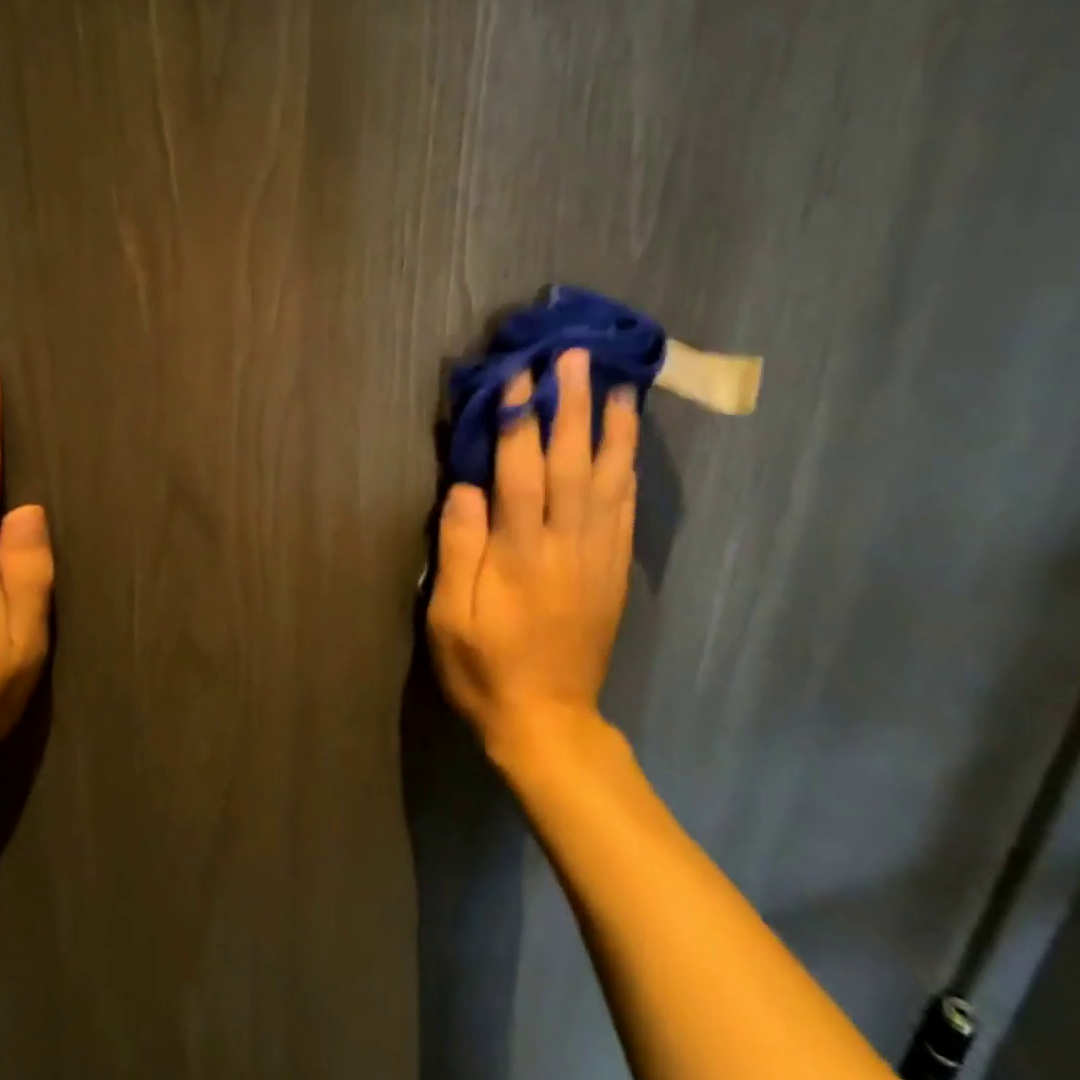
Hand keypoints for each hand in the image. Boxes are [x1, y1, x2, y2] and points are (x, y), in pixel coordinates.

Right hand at [427, 349, 638, 756]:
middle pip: (571, 462)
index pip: (521, 470)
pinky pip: (626, 512)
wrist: (547, 722)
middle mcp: (567, 545)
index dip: (520, 419)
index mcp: (521, 553)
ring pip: (609, 480)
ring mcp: (598, 557)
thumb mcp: (450, 617)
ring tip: (618, 385)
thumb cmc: (485, 668)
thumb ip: (459, 549)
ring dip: (612, 429)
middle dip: (571, 405)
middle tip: (575, 357)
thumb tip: (466, 487)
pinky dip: (628, 472)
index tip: (519, 374)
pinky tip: (628, 447)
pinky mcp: (614, 572)